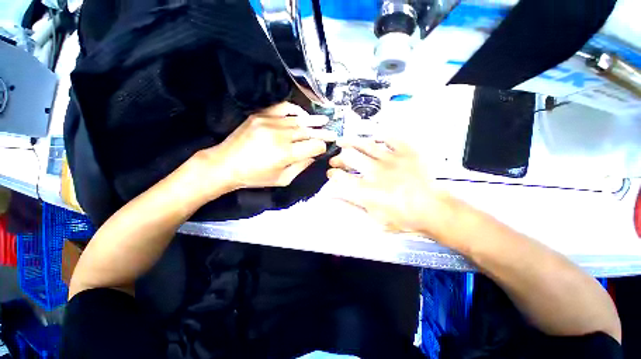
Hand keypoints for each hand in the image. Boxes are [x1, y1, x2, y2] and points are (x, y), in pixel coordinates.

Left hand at [199, 102, 336, 193]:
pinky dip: (295, 110)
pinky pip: (282, 108)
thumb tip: (314, 155)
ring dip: (313, 121)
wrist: (225, 164)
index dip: (322, 147)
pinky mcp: (260, 115)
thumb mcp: (282, 179)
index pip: (313, 146)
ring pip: (298, 120)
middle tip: (334, 133)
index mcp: (285, 154)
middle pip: (308, 132)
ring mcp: (269, 122)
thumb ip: (301, 166)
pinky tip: (302, 114)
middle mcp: (280, 135)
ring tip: (325, 120)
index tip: (325, 148)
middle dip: (323, 133)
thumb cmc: (255, 177)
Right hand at [328, 137, 453, 236]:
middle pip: (350, 157)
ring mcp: (392, 159)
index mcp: (367, 191)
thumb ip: (352, 205)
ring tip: (342, 142)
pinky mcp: (407, 152)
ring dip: (350, 143)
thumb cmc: (403, 219)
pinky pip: (390, 138)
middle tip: (336, 161)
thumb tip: (333, 197)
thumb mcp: (373, 219)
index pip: (341, 178)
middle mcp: (376, 172)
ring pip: (365, 145)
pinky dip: (379, 136)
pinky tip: (372, 137)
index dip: (332, 174)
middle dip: (338, 158)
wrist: (434, 210)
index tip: (331, 174)